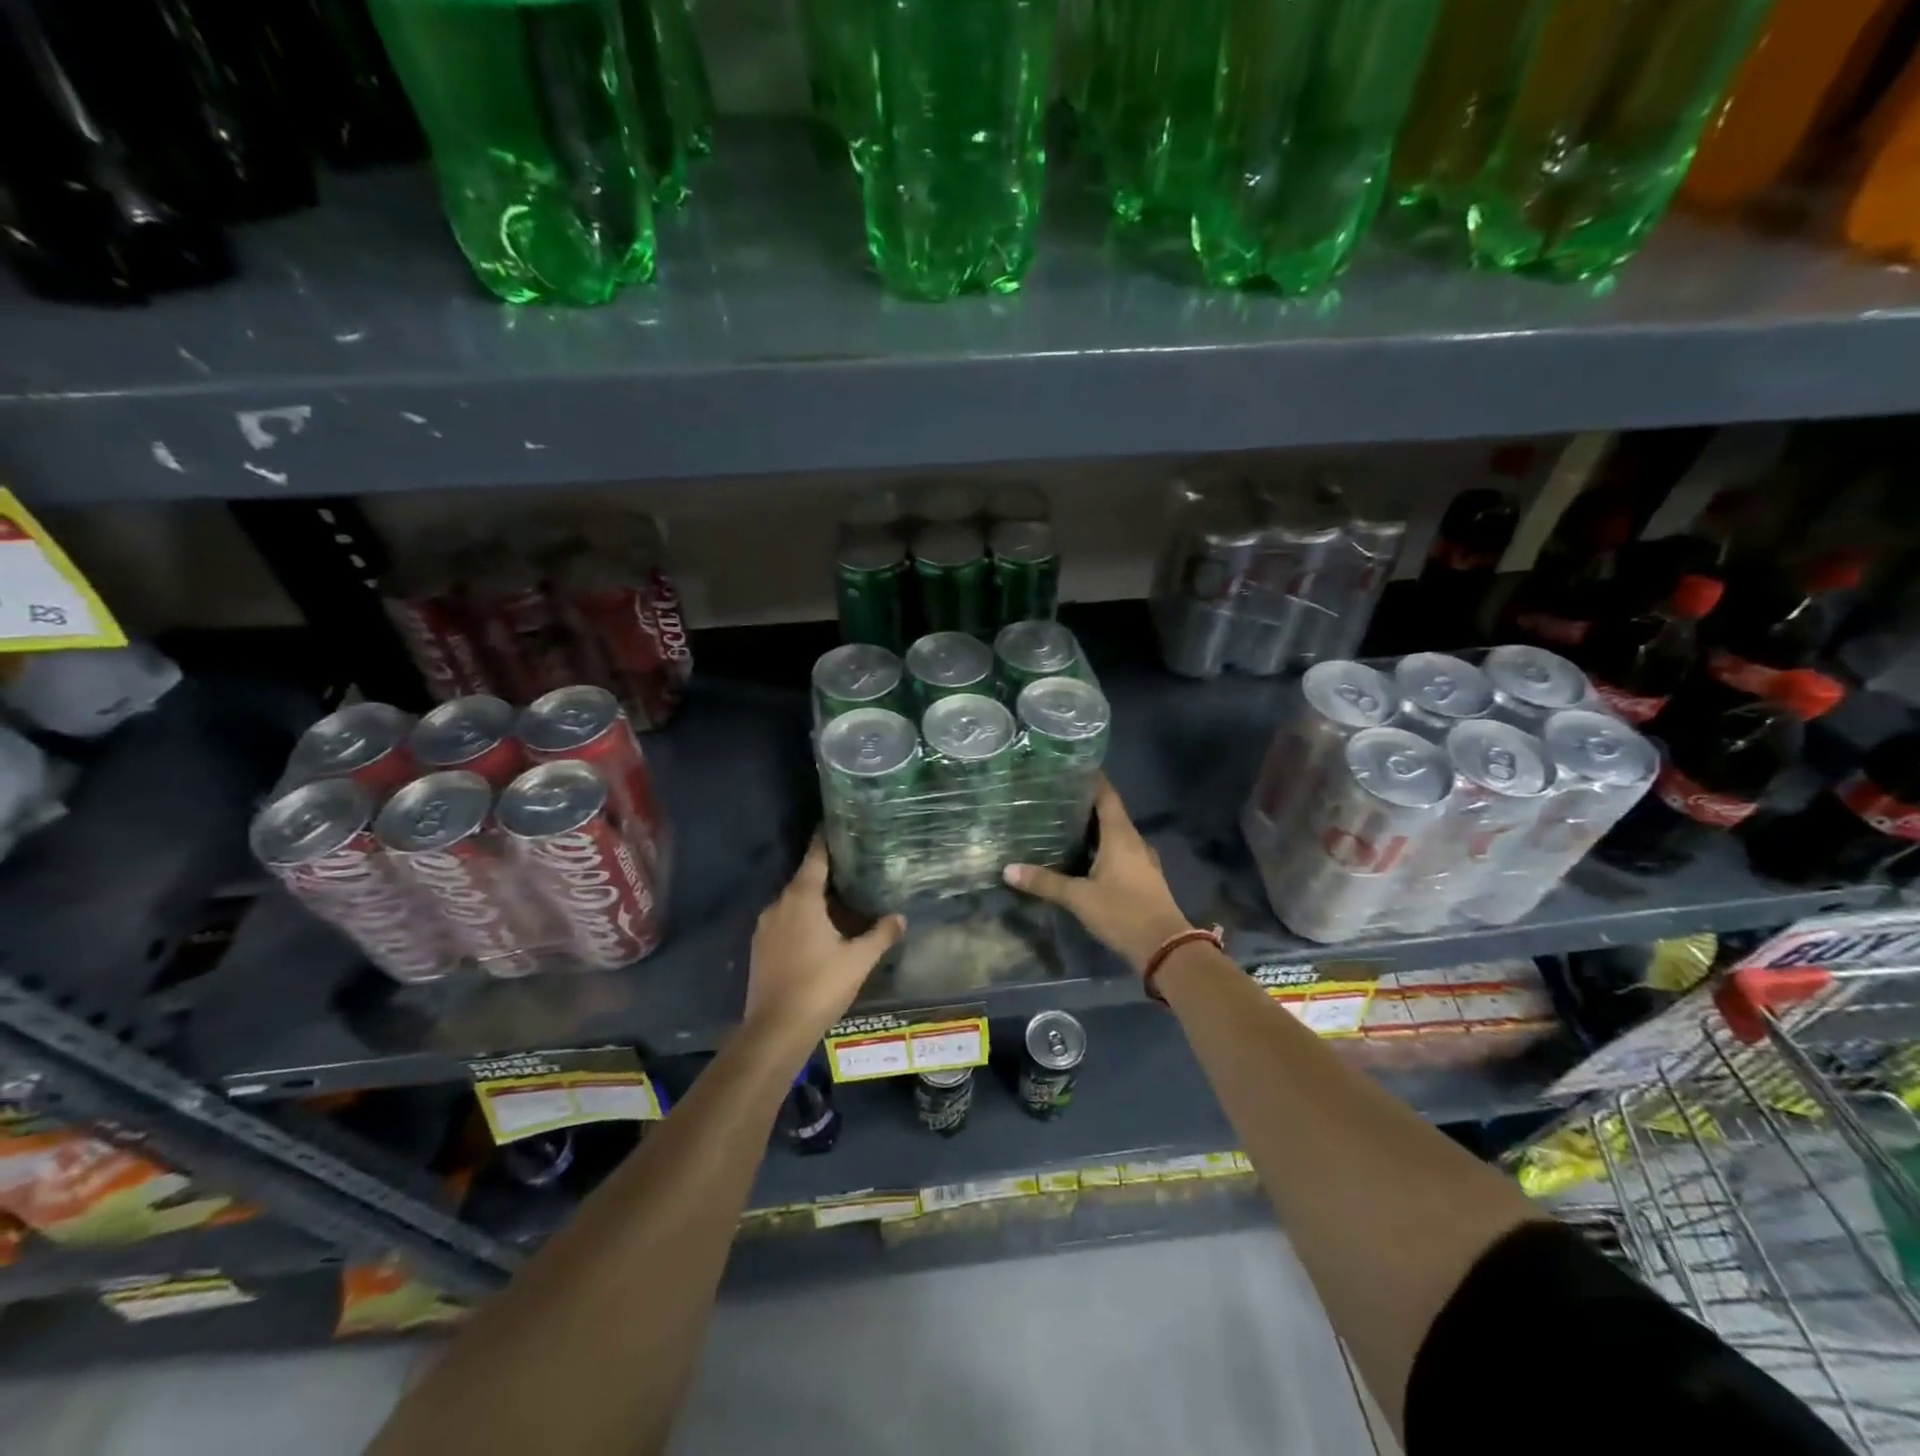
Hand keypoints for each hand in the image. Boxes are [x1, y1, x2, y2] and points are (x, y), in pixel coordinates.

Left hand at [745, 837, 905, 1037]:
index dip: (827, 840)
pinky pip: (785, 921)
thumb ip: (881, 934)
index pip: (816, 857)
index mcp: (802, 898)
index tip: (838, 826)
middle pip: (805, 879)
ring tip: (841, 901)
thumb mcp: (859, 960)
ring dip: (814, 900)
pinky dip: (802, 919)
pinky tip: (820, 932)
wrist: (775, 1029)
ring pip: (794, 902)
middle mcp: (779, 904)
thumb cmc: (820, 986)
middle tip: (854, 869)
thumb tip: (900, 917)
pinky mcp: (759, 947)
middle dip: (827, 874)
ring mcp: (765, 926)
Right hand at [1003, 778, 1191, 973]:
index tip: (1068, 768)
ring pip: (1114, 834)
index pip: (1106, 795)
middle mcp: (1134, 840)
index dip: (1090, 779)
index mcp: (1121, 835)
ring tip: (1062, 823)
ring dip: (1093, 828)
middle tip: (1054, 797)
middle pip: (1109, 812)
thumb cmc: (1123, 912)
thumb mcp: (1079, 897)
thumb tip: (1008, 869)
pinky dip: (1101, 847)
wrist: (1166, 948)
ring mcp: (1141, 860)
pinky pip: (1119, 851)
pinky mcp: (1142, 877)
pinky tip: (1082, 855)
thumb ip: (1045, 882)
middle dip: (1084, 804)